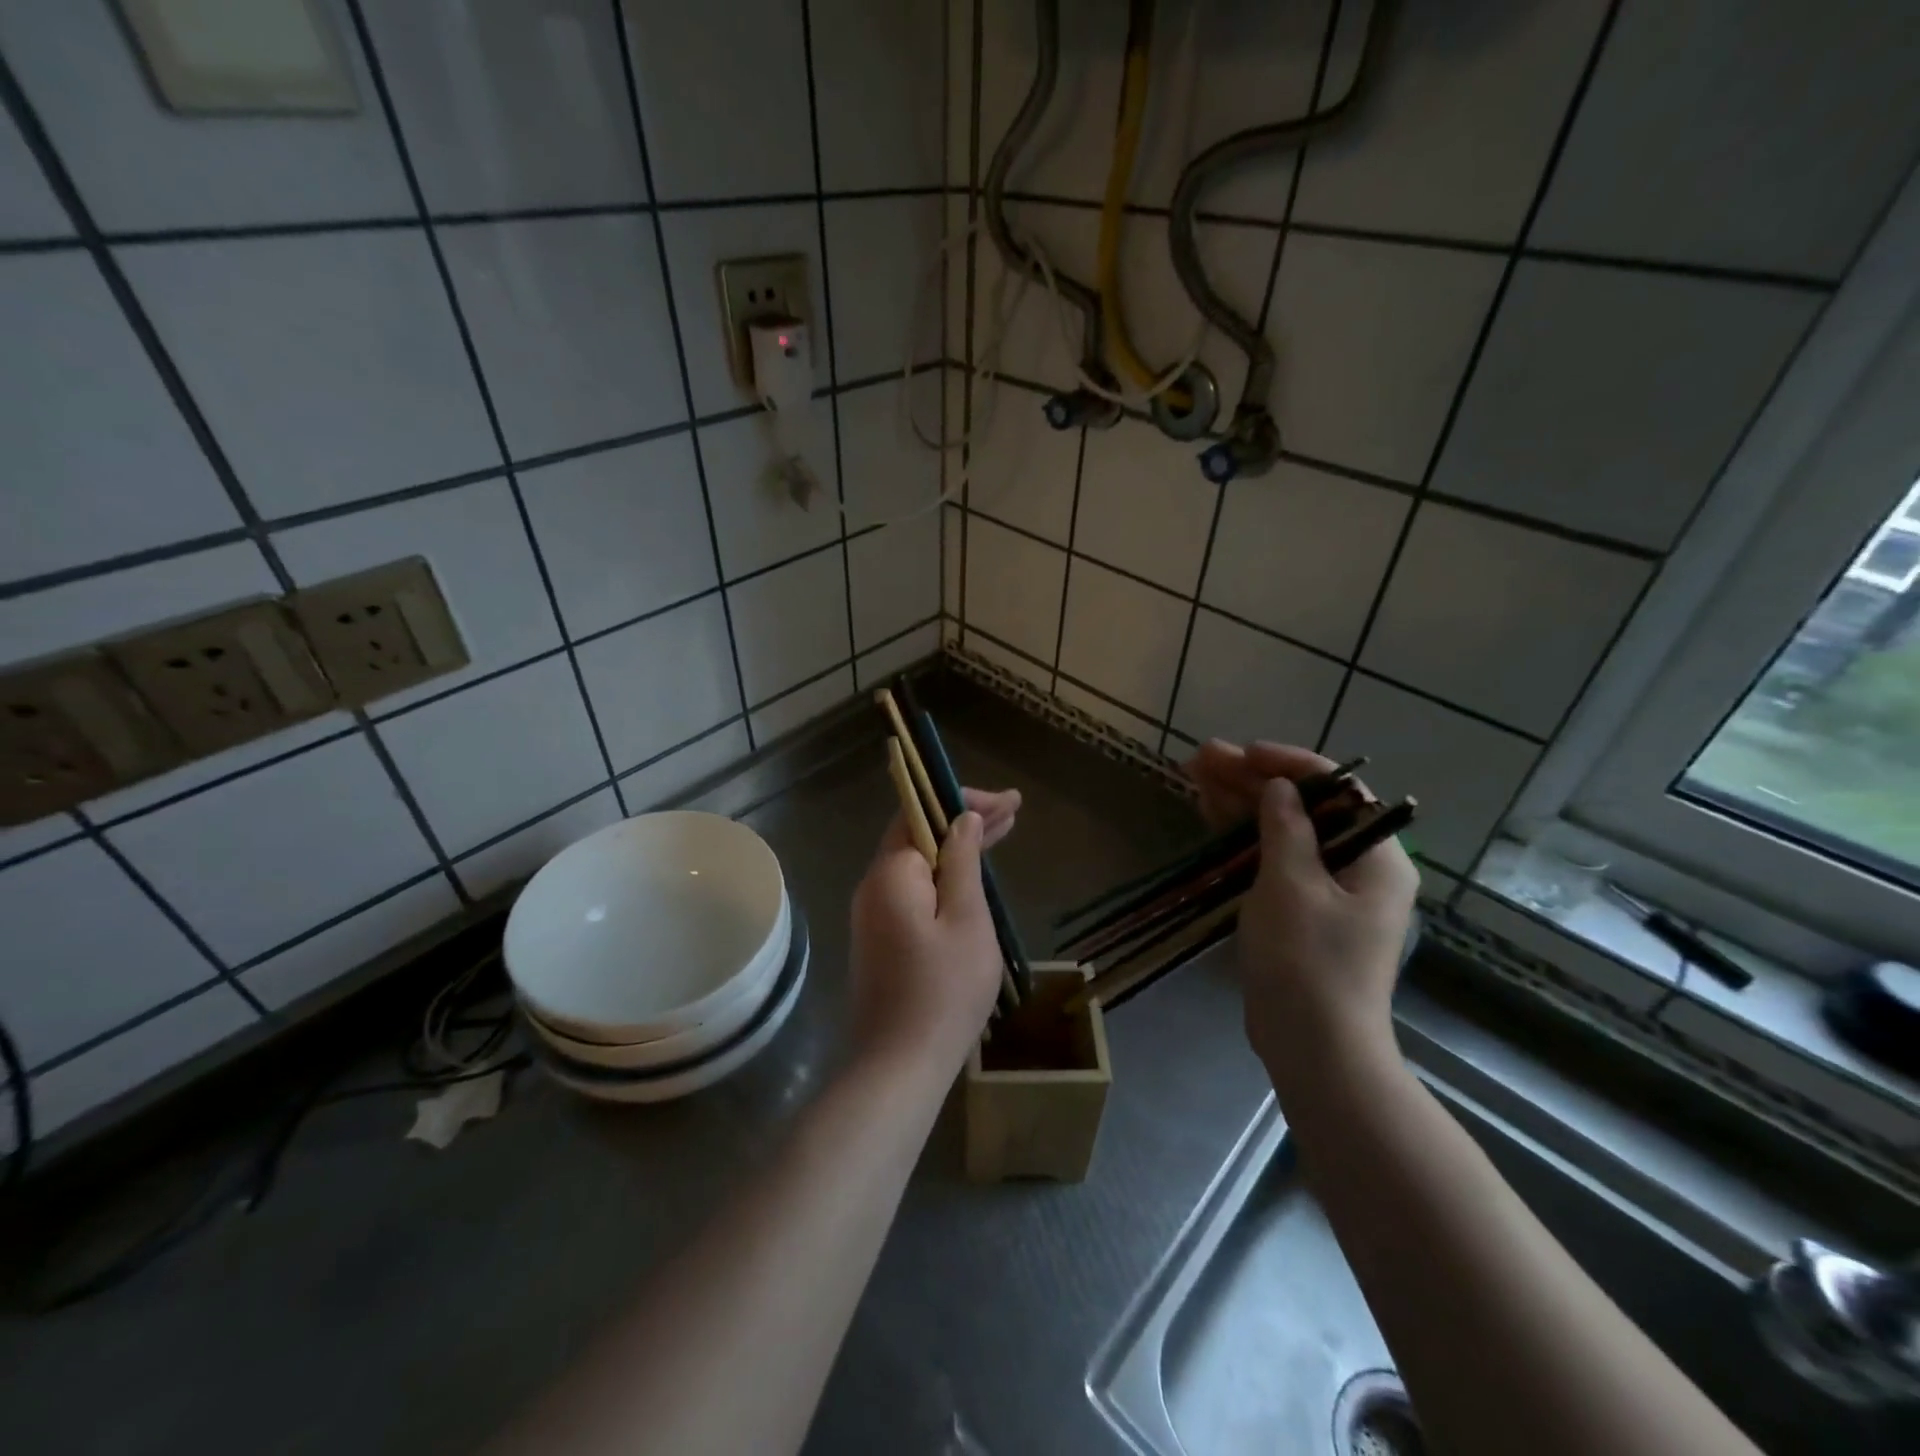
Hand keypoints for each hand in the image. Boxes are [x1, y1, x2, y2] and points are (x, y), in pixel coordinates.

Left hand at [849, 787, 1019, 1070]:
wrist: (898, 1067)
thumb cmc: (943, 992)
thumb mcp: (966, 920)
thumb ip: (962, 863)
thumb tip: (963, 818)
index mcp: (891, 874)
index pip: (920, 812)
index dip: (961, 799)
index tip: (1006, 802)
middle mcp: (874, 886)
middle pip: (918, 835)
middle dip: (964, 819)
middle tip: (1012, 811)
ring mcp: (874, 914)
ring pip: (918, 864)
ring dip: (957, 847)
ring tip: (1002, 832)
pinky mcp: (882, 938)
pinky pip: (915, 890)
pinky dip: (945, 876)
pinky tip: (972, 876)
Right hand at [1186, 740, 1416, 1097]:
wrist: (1313, 1047)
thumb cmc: (1307, 962)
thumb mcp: (1292, 885)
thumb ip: (1286, 828)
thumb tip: (1280, 789)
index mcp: (1377, 858)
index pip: (1338, 790)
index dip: (1289, 764)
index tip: (1244, 753)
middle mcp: (1359, 869)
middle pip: (1305, 808)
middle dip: (1253, 780)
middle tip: (1202, 758)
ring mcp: (1328, 892)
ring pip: (1283, 832)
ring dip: (1242, 804)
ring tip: (1195, 776)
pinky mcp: (1301, 913)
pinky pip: (1273, 860)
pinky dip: (1243, 838)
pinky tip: (1211, 816)